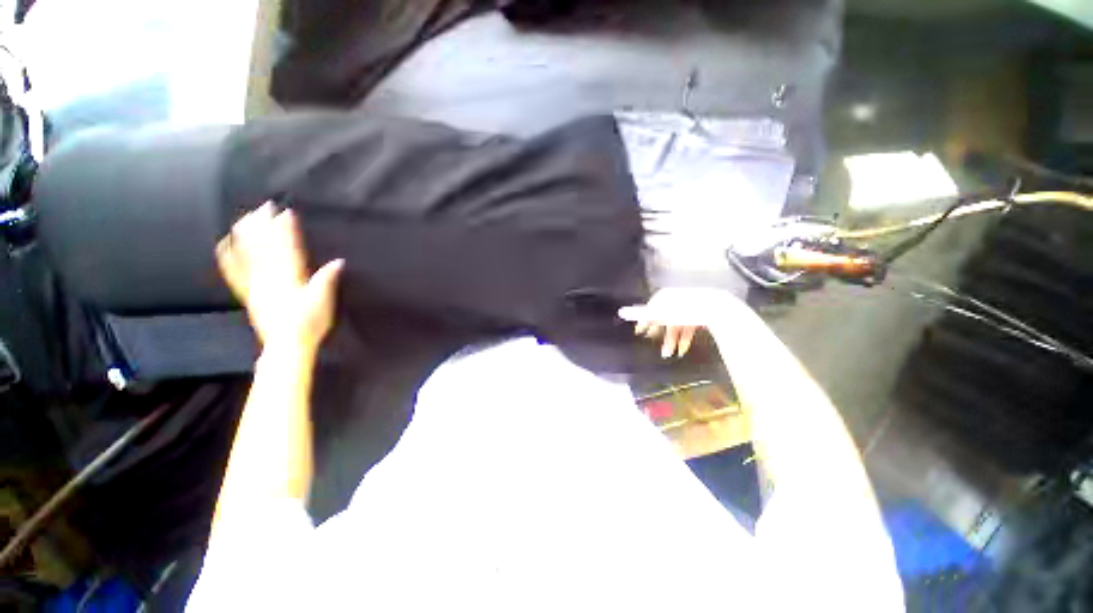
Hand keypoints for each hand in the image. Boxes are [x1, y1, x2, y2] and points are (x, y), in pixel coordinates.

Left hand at [216, 203, 342, 349]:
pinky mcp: (248, 294)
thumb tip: (338, 262)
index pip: (288, 250)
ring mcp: (256, 286)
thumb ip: (327, 281)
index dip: (286, 231)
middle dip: (265, 226)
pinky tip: (224, 244)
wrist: (286, 345)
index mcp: (290, 280)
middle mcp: (270, 279)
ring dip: (247, 235)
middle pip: (265, 248)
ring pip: (248, 256)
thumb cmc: (309, 324)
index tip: (286, 213)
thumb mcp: (324, 302)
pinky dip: (228, 257)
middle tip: (264, 207)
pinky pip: (235, 273)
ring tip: (245, 218)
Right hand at [618, 288, 745, 357]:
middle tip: (652, 343)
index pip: (650, 309)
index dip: (644, 321)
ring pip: (676, 325)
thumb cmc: (685, 310)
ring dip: (670, 340)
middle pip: (663, 318)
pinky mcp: (700, 315)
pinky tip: (682, 350)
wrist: (716, 309)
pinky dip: (684, 339)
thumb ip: (640, 314)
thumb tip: (619, 312)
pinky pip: (688, 327)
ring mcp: (689, 307)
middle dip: (658, 333)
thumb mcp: (660, 313)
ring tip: (667, 354)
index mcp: (664, 296)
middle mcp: (675, 299)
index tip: (640, 332)